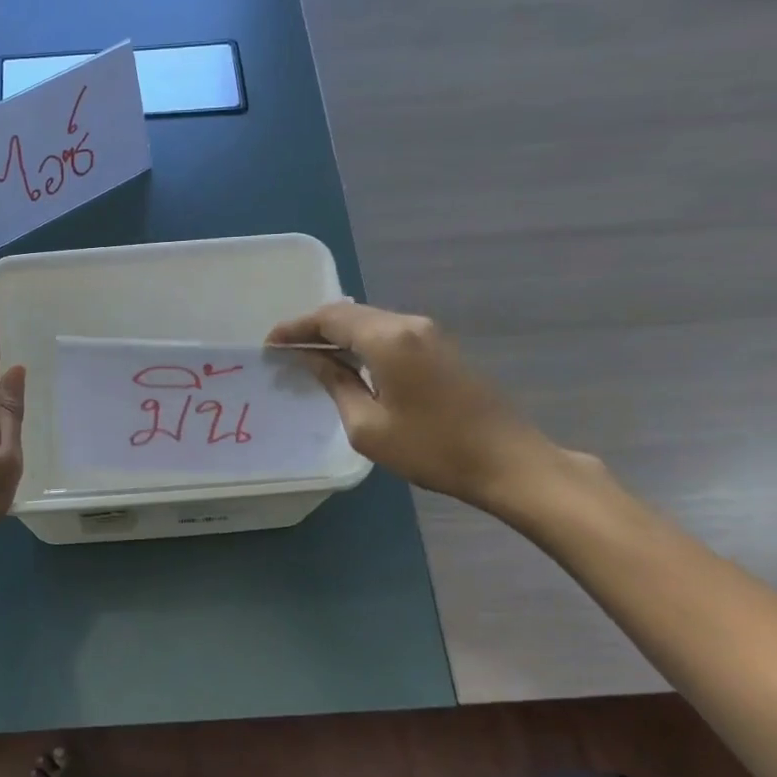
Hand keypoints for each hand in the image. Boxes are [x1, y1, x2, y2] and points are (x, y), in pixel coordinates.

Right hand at [266, 302, 564, 511]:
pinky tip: (350, 363)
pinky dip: (363, 342)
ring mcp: (431, 334)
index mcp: (388, 338)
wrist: (507, 461)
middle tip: (286, 349)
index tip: (270, 343)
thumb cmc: (431, 448)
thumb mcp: (368, 426)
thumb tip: (314, 361)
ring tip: (311, 356)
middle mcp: (409, 324)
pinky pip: (391, 334)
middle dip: (314, 328)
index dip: (296, 328)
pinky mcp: (443, 348)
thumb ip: (336, 385)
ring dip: (339, 335)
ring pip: (372, 322)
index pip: (330, 319)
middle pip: (351, 314)